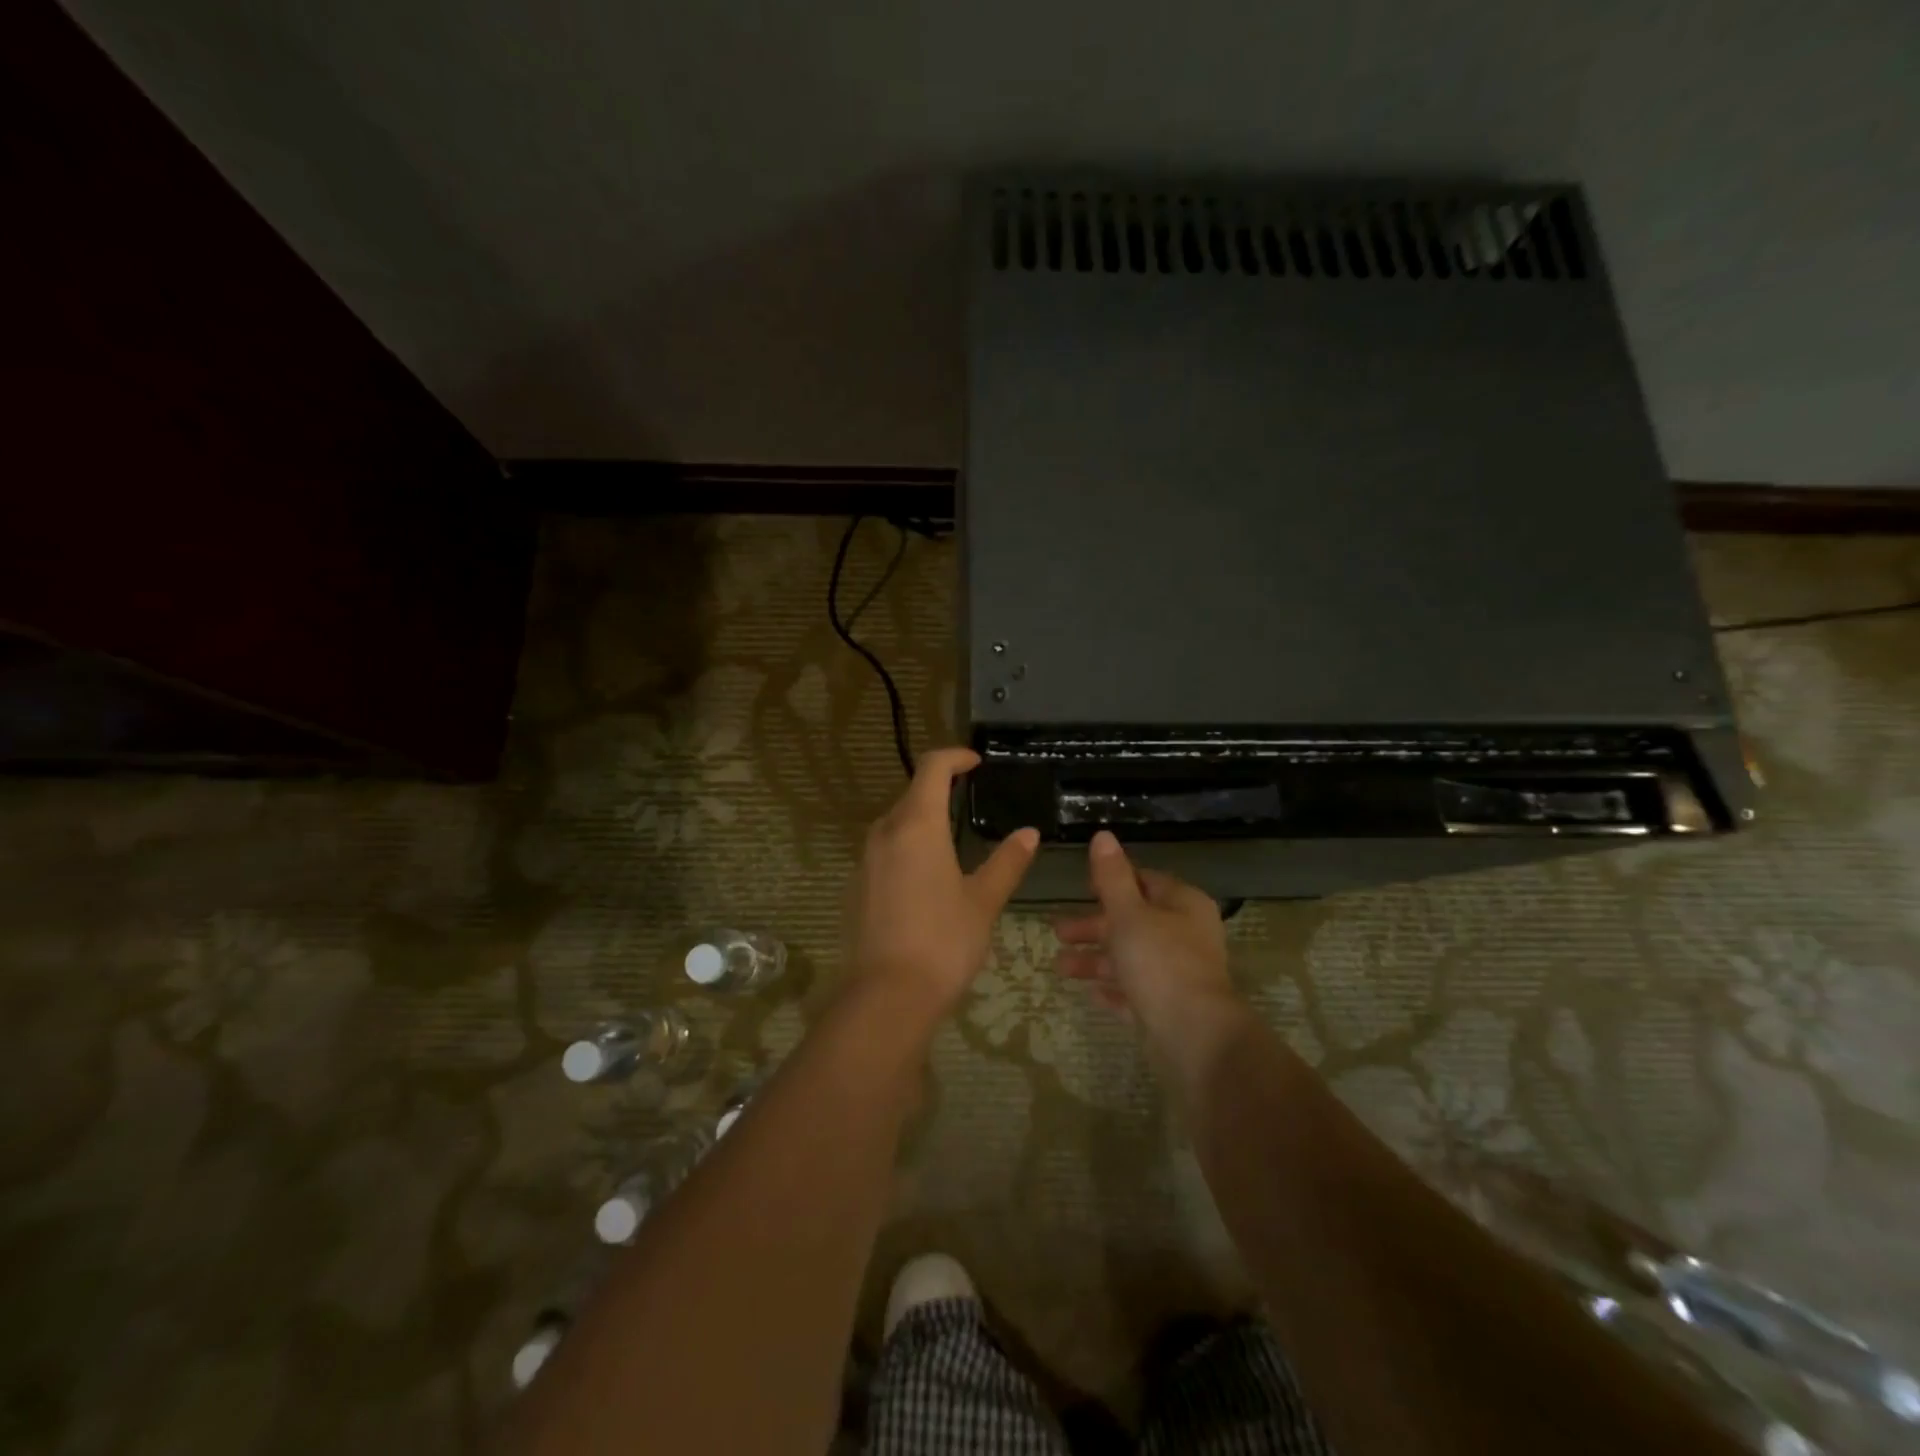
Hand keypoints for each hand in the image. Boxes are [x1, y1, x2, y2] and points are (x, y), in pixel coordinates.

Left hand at [845, 748, 1038, 1021]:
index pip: (932, 768)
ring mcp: (865, 859)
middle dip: (940, 790)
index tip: (976, 763)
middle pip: (912, 794)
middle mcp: (885, 832)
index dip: (955, 757)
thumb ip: (1006, 862)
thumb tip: (1028, 833)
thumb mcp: (983, 901)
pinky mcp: (856, 886)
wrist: (886, 997)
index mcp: (917, 825)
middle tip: (970, 801)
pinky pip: (884, 851)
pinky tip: (926, 879)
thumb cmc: (943, 942)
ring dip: (922, 820)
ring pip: (896, 823)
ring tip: (952, 841)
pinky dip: (907, 848)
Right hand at [1054, 831, 1233, 1035]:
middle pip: (1133, 922)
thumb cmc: (1160, 963)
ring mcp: (1178, 975)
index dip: (1113, 882)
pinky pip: (1135, 993)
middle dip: (1093, 926)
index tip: (1081, 888)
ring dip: (1095, 960)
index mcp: (1183, 905)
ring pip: (1130, 959)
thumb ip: (1112, 877)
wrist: (1194, 1038)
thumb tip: (1103, 836)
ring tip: (1060, 967)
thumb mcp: (1129, 914)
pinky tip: (1089, 993)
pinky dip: (1113, 990)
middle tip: (1058, 931)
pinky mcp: (1169, 1009)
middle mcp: (1185, 936)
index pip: (1145, 881)